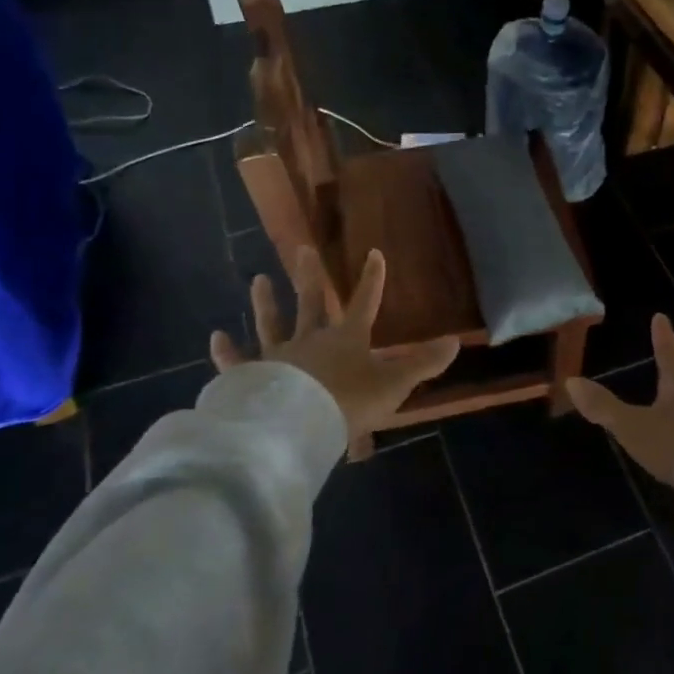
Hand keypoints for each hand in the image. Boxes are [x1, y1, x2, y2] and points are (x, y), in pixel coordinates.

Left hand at [210, 245, 459, 444]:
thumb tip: (457, 341)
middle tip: (301, 249)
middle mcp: (311, 339)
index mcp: (346, 338)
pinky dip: (227, 351)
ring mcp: (279, 356)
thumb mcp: (394, 384)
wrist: (299, 425)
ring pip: (272, 323)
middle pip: (311, 303)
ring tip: (258, 279)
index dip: (372, 278)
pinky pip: (237, 362)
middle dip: (309, 277)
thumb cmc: (349, 402)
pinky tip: (215, 336)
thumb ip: (423, 363)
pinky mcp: (252, 377)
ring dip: (266, 302)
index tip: (374, 252)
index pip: (364, 302)